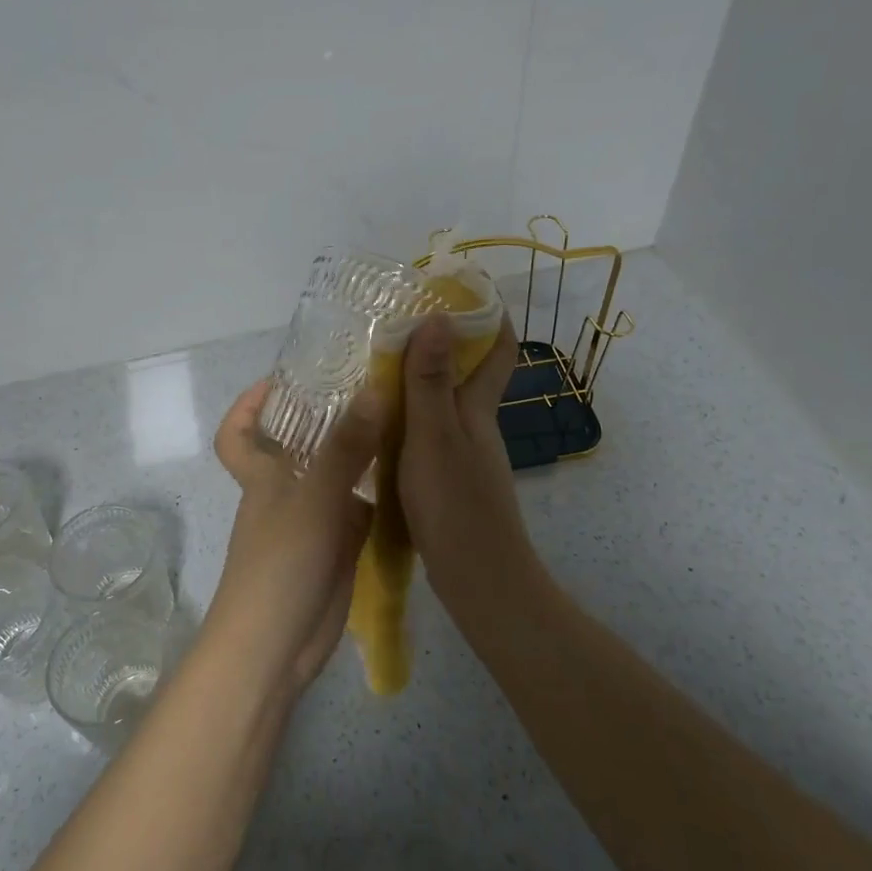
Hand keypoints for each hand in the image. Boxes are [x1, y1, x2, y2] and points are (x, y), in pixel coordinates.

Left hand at [206, 380, 383, 696]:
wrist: (276, 647)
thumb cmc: (280, 565)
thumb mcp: (313, 499)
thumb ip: (345, 448)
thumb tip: (374, 389)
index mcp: (263, 476)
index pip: (239, 433)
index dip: (249, 405)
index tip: (283, 380)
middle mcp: (287, 493)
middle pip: (300, 447)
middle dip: (328, 419)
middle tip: (374, 389)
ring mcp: (314, 523)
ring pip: (337, 477)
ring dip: (363, 454)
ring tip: (405, 422)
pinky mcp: (338, 550)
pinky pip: (360, 512)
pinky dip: (381, 496)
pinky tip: (413, 476)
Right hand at [398, 314, 537, 606]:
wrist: (479, 581)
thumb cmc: (457, 504)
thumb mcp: (434, 437)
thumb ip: (430, 383)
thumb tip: (437, 318)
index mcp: (477, 409)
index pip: (498, 350)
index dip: (488, 317)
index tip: (459, 289)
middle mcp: (474, 426)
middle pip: (467, 373)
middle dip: (441, 342)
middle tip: (394, 324)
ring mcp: (462, 455)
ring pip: (444, 404)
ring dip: (418, 380)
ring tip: (372, 367)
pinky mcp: (446, 480)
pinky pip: (427, 433)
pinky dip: (406, 418)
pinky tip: (375, 424)